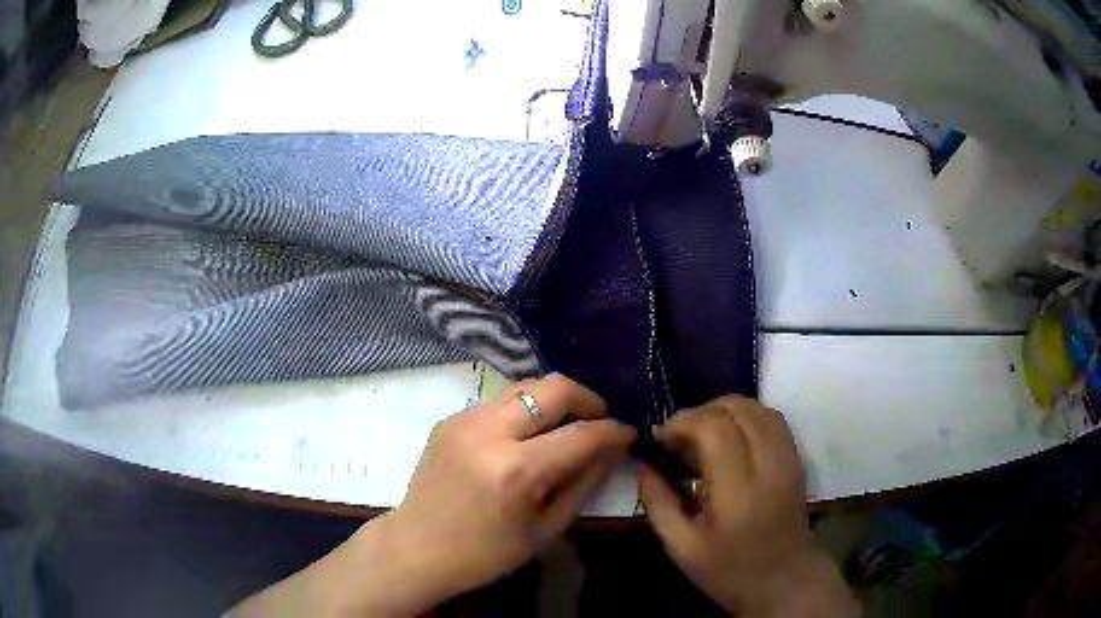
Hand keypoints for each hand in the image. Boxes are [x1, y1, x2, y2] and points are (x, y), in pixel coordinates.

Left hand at [372, 373, 634, 613]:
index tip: (628, 433)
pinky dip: (524, 411)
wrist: (416, 548)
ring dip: (555, 400)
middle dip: (588, 399)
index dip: (613, 431)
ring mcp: (464, 420)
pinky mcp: (450, 419)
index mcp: (517, 471)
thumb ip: (583, 484)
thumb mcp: (545, 530)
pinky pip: (499, 401)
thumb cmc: (485, 554)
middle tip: (600, 419)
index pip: (581, 434)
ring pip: (525, 386)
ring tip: (567, 424)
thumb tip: (611, 451)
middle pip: (554, 388)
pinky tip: (527, 436)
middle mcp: (489, 433)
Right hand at [639, 396, 856, 616]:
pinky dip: (747, 416)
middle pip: (737, 409)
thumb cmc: (729, 570)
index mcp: (737, 492)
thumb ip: (658, 503)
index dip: (682, 423)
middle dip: (700, 412)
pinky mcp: (796, 460)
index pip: (713, 429)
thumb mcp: (681, 547)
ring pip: (758, 408)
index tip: (661, 439)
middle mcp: (768, 466)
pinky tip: (731, 436)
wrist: (784, 580)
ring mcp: (788, 459)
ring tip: (702, 433)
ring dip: (724, 409)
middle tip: (678, 436)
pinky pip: (773, 419)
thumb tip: (644, 466)